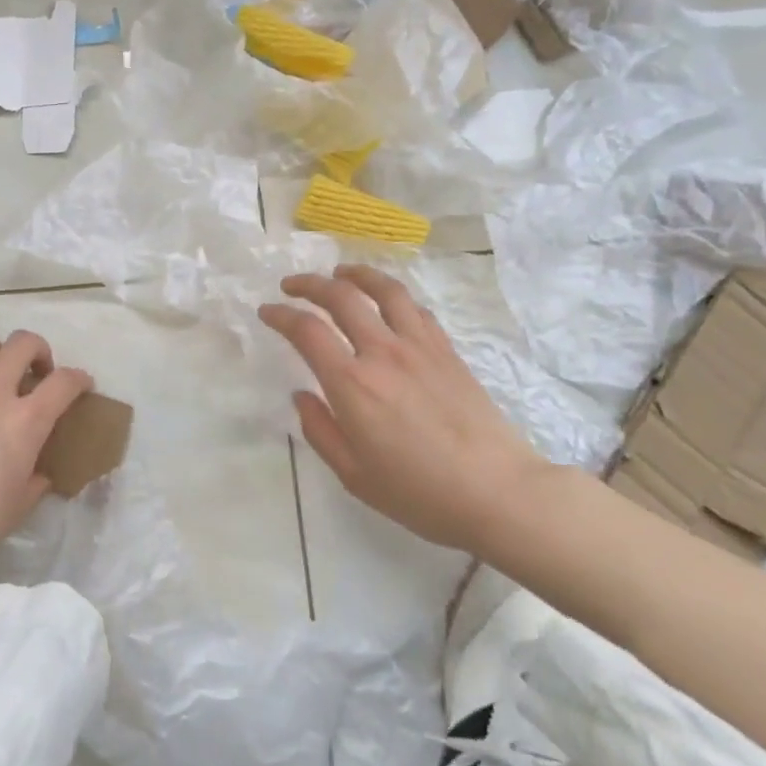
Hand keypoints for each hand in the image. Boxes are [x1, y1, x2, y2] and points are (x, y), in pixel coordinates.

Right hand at [258, 266, 546, 552]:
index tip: (267, 312)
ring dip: (355, 274)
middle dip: (309, 284)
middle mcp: (382, 352)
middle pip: (341, 297)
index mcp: (353, 384)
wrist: (498, 491)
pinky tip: (386, 302)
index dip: (281, 315)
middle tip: (291, 285)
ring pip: (383, 289)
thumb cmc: (419, 492)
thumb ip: (320, 430)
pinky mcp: (446, 350)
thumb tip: (302, 395)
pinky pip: (415, 307)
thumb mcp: (354, 475)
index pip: (307, 331)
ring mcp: (419, 346)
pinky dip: (392, 295)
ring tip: (340, 273)